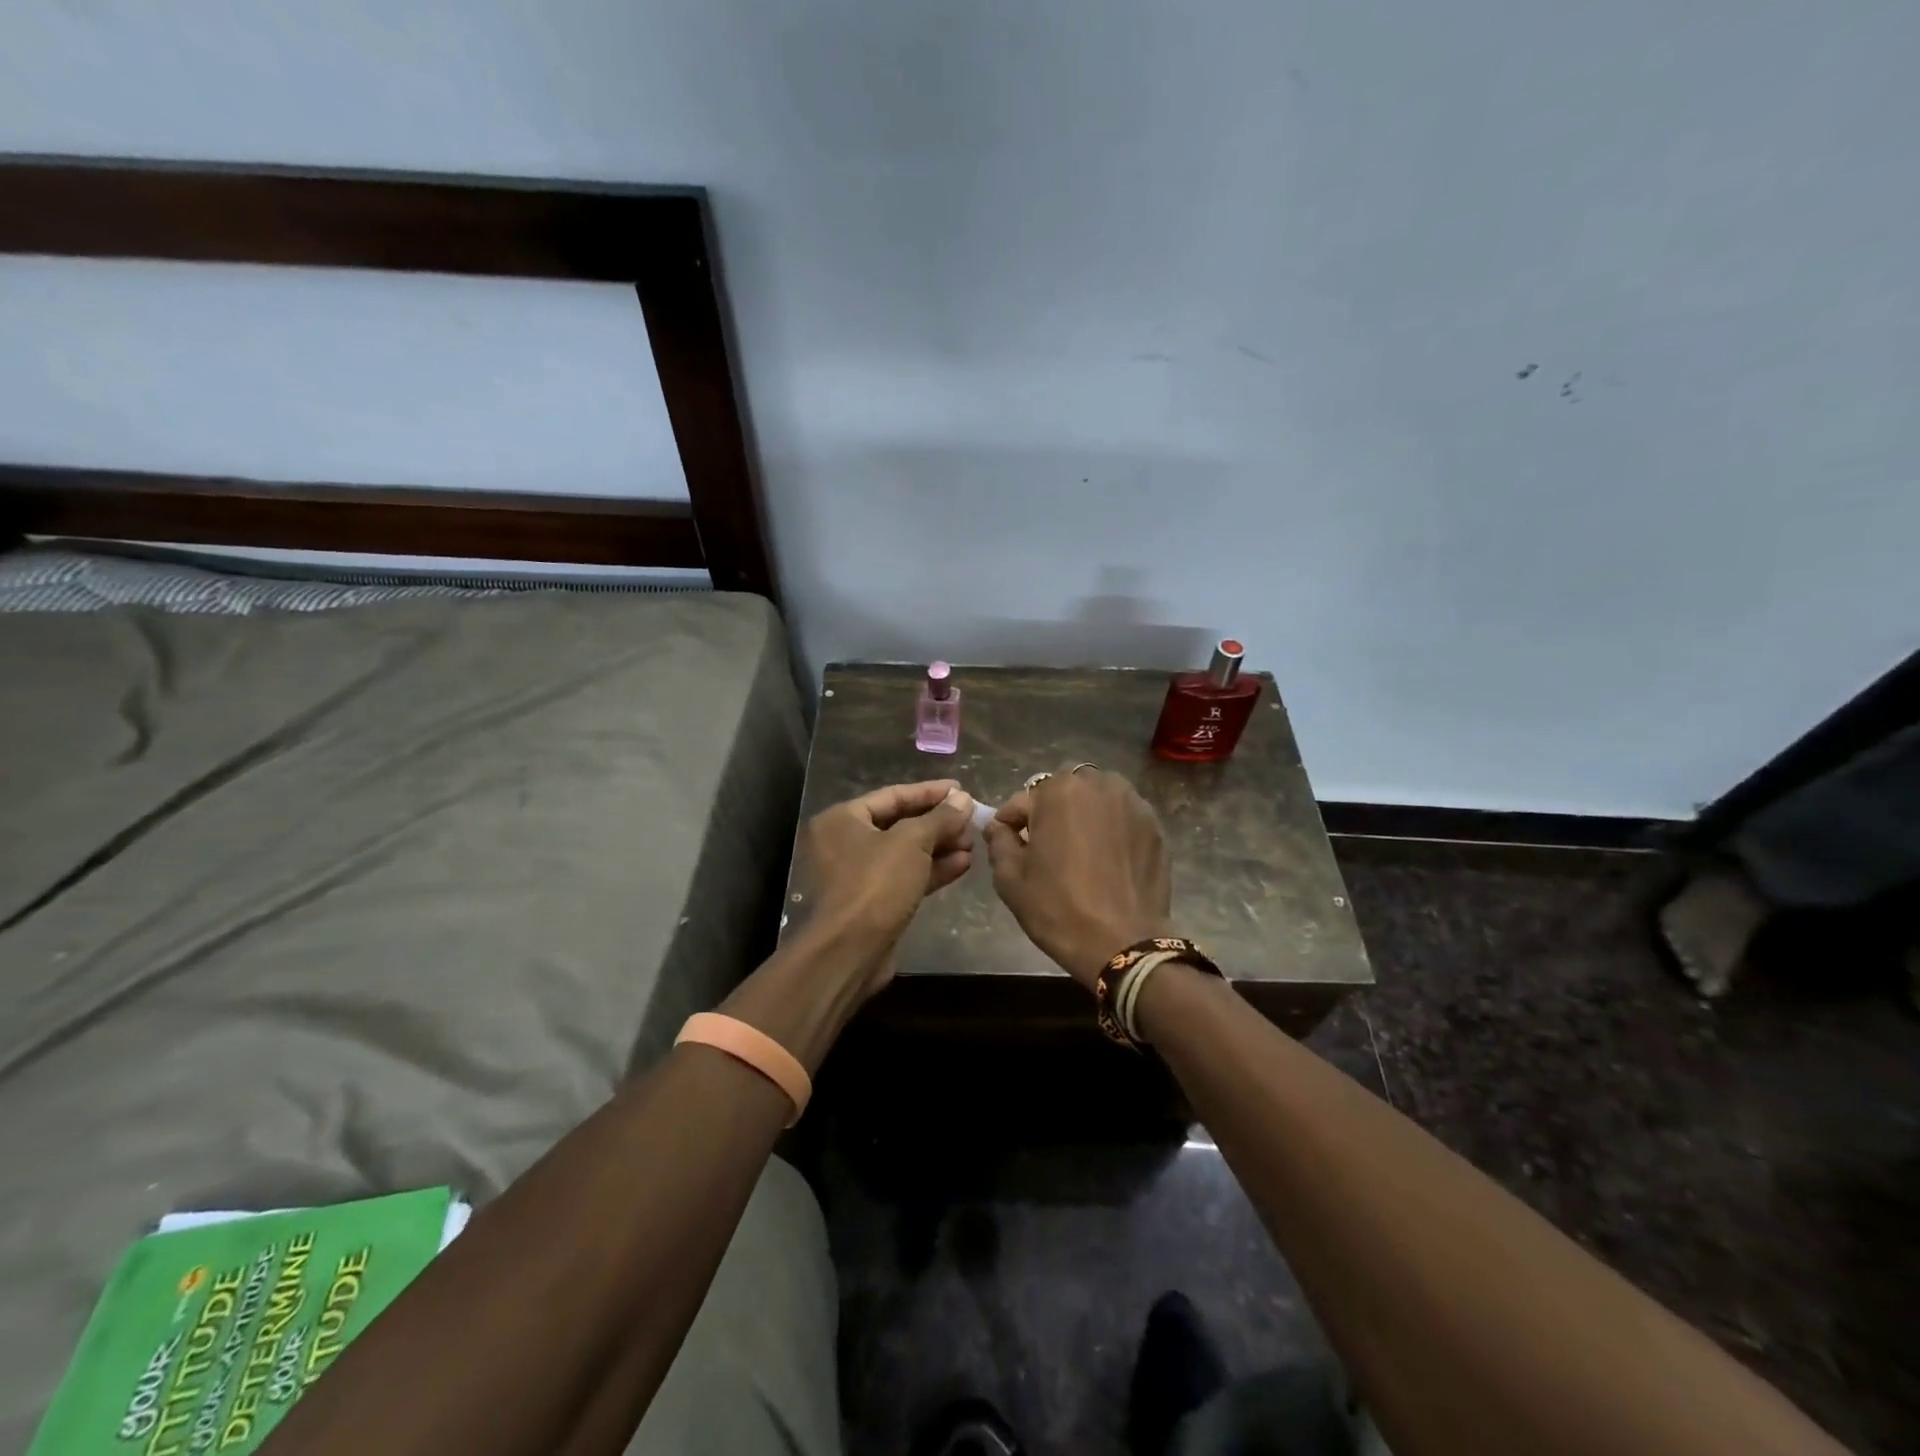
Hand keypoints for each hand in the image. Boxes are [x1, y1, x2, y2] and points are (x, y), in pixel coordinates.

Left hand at [787, 780, 976, 995]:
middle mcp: (845, 842)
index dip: (930, 792)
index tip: (962, 789)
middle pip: (900, 823)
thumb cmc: (876, 884)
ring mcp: (858, 874)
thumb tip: (964, 799)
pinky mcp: (874, 901)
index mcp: (842, 819)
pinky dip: (932, 870)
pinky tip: (964, 864)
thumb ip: (940, 818)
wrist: (851, 951)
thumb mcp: (912, 842)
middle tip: (971, 819)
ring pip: (906, 852)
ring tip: (973, 842)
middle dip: (938, 823)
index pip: (893, 795)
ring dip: (940, 847)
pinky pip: (906, 876)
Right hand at [982, 767, 1172, 988]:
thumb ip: (999, 841)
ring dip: (1084, 815)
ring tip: (1080, 850)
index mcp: (1059, 790)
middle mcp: (1099, 785)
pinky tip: (1107, 859)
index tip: (1009, 844)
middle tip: (1047, 847)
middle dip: (1051, 812)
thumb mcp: (1010, 878)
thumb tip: (999, 826)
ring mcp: (1133, 803)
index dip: (1011, 824)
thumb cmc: (1058, 908)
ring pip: (1097, 799)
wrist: (1123, 944)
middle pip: (1064, 792)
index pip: (1023, 801)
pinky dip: (1111, 829)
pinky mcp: (1154, 825)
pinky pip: (1123, 817)